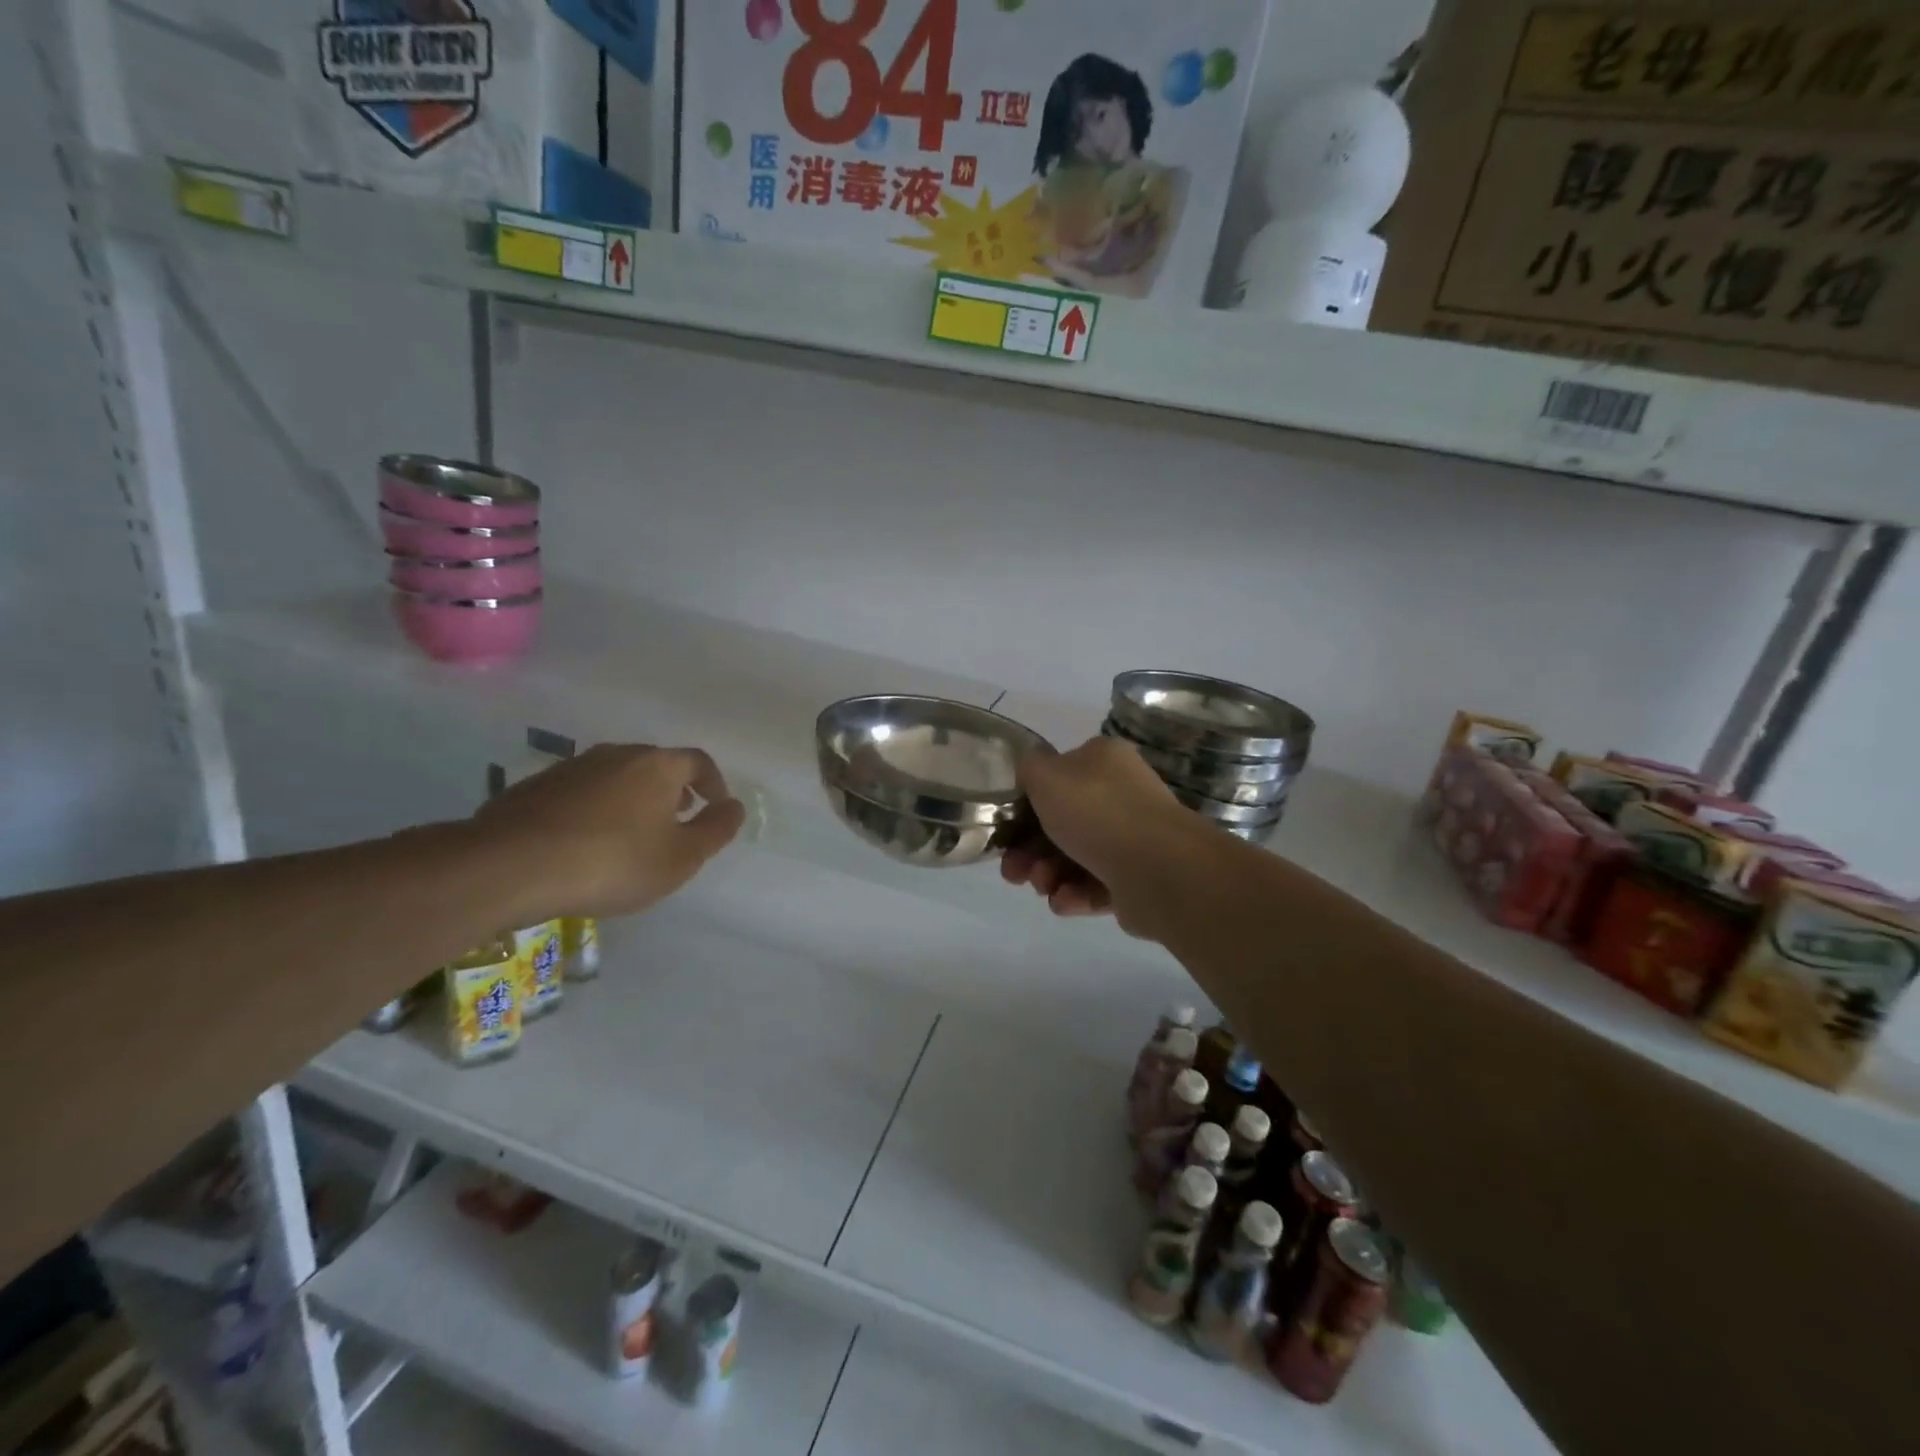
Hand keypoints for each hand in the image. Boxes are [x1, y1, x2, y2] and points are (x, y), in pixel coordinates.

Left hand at [470, 744, 744, 920]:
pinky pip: (582, 792)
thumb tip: (735, 807)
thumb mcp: (680, 858)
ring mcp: (573, 767)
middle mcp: (617, 754)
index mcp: (658, 765)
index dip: (714, 784)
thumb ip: (715, 830)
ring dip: (633, 799)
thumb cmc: (612, 862)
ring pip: (617, 776)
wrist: (509, 866)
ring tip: (633, 834)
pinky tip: (587, 842)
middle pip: (657, 764)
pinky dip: (597, 809)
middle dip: (673, 790)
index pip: (698, 762)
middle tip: (677, 820)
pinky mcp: (536, 786)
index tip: (716, 809)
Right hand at [1001, 737, 1211, 933]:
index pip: (1057, 778)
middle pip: (1061, 823)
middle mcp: (1121, 794)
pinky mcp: (1137, 879)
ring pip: (1074, 857)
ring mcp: (1133, 838)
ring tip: (1042, 886)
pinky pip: (1095, 885)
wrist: (1158, 869)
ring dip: (1047, 874)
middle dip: (1030, 849)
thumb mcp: (1045, 775)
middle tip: (1013, 871)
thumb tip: (1032, 774)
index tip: (1007, 830)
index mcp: (1103, 761)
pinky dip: (1074, 894)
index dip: (1026, 805)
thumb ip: (1028, 768)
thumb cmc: (1096, 812)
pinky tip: (1063, 901)